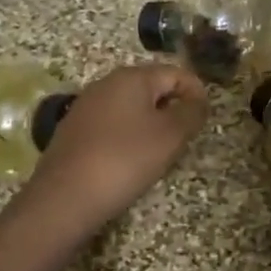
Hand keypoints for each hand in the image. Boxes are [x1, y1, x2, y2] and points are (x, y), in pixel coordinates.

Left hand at [24, 62, 208, 236]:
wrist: (65, 197)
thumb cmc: (125, 160)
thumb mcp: (170, 136)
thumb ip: (191, 113)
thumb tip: (198, 101)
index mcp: (132, 77)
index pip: (175, 73)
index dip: (196, 92)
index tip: (206, 119)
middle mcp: (106, 83)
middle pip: (151, 87)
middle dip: (173, 108)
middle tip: (186, 137)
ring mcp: (86, 106)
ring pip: (130, 107)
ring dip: (151, 123)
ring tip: (161, 152)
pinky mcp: (74, 130)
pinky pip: (112, 124)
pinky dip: (128, 136)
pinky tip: (130, 161)